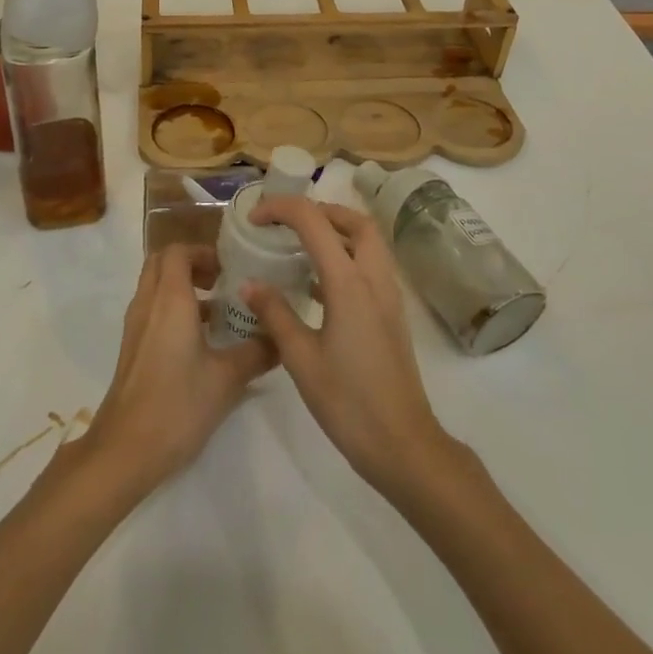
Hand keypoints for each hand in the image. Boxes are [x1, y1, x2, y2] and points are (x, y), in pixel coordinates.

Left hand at [78, 244, 276, 497]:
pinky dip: (173, 309)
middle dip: (191, 264)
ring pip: (155, 287)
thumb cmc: (177, 404)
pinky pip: (152, 310)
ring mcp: (136, 327)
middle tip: (222, 282)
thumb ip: (258, 352)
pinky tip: (200, 341)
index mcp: (170, 299)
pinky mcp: (133, 349)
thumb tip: (282, 337)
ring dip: (182, 287)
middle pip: (162, 263)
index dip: (203, 252)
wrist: (125, 450)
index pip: (178, 251)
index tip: (229, 269)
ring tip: (218, 311)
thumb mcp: (227, 378)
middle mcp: (148, 304)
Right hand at [244, 199, 452, 498]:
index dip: (281, 209)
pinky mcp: (391, 314)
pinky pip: (370, 267)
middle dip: (320, 210)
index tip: (255, 218)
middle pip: (354, 221)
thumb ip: (274, 314)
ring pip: (368, 242)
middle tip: (287, 222)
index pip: (314, 221)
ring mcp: (388, 296)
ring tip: (299, 246)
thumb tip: (249, 284)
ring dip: (336, 231)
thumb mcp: (300, 358)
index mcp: (349, 282)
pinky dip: (345, 258)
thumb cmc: (348, 401)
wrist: (403, 444)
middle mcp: (373, 278)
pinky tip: (317, 285)